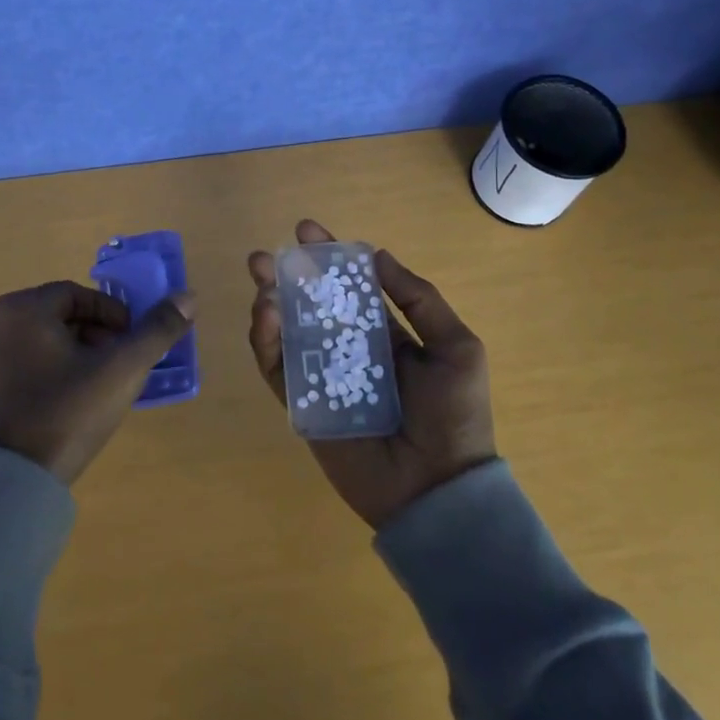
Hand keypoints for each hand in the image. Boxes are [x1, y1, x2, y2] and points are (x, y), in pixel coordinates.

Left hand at [0, 280, 196, 484]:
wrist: (12, 484)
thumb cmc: (67, 414)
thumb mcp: (122, 369)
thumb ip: (157, 330)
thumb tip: (188, 296)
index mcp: (22, 309)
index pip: (79, 295)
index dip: (113, 315)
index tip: (131, 343)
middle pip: (59, 316)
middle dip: (96, 334)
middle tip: (118, 364)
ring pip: (41, 340)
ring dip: (74, 352)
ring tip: (97, 384)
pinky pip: (22, 364)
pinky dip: (48, 370)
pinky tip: (67, 401)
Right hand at [247, 220, 497, 528]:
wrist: (437, 489)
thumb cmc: (453, 415)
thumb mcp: (456, 347)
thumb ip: (419, 300)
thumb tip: (377, 256)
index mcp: (385, 335)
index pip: (350, 288)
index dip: (328, 259)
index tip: (306, 231)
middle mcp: (349, 350)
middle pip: (310, 304)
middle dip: (286, 276)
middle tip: (264, 256)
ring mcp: (323, 376)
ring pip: (287, 331)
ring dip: (270, 301)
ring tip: (262, 281)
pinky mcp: (303, 403)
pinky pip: (277, 368)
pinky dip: (266, 340)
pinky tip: (266, 316)